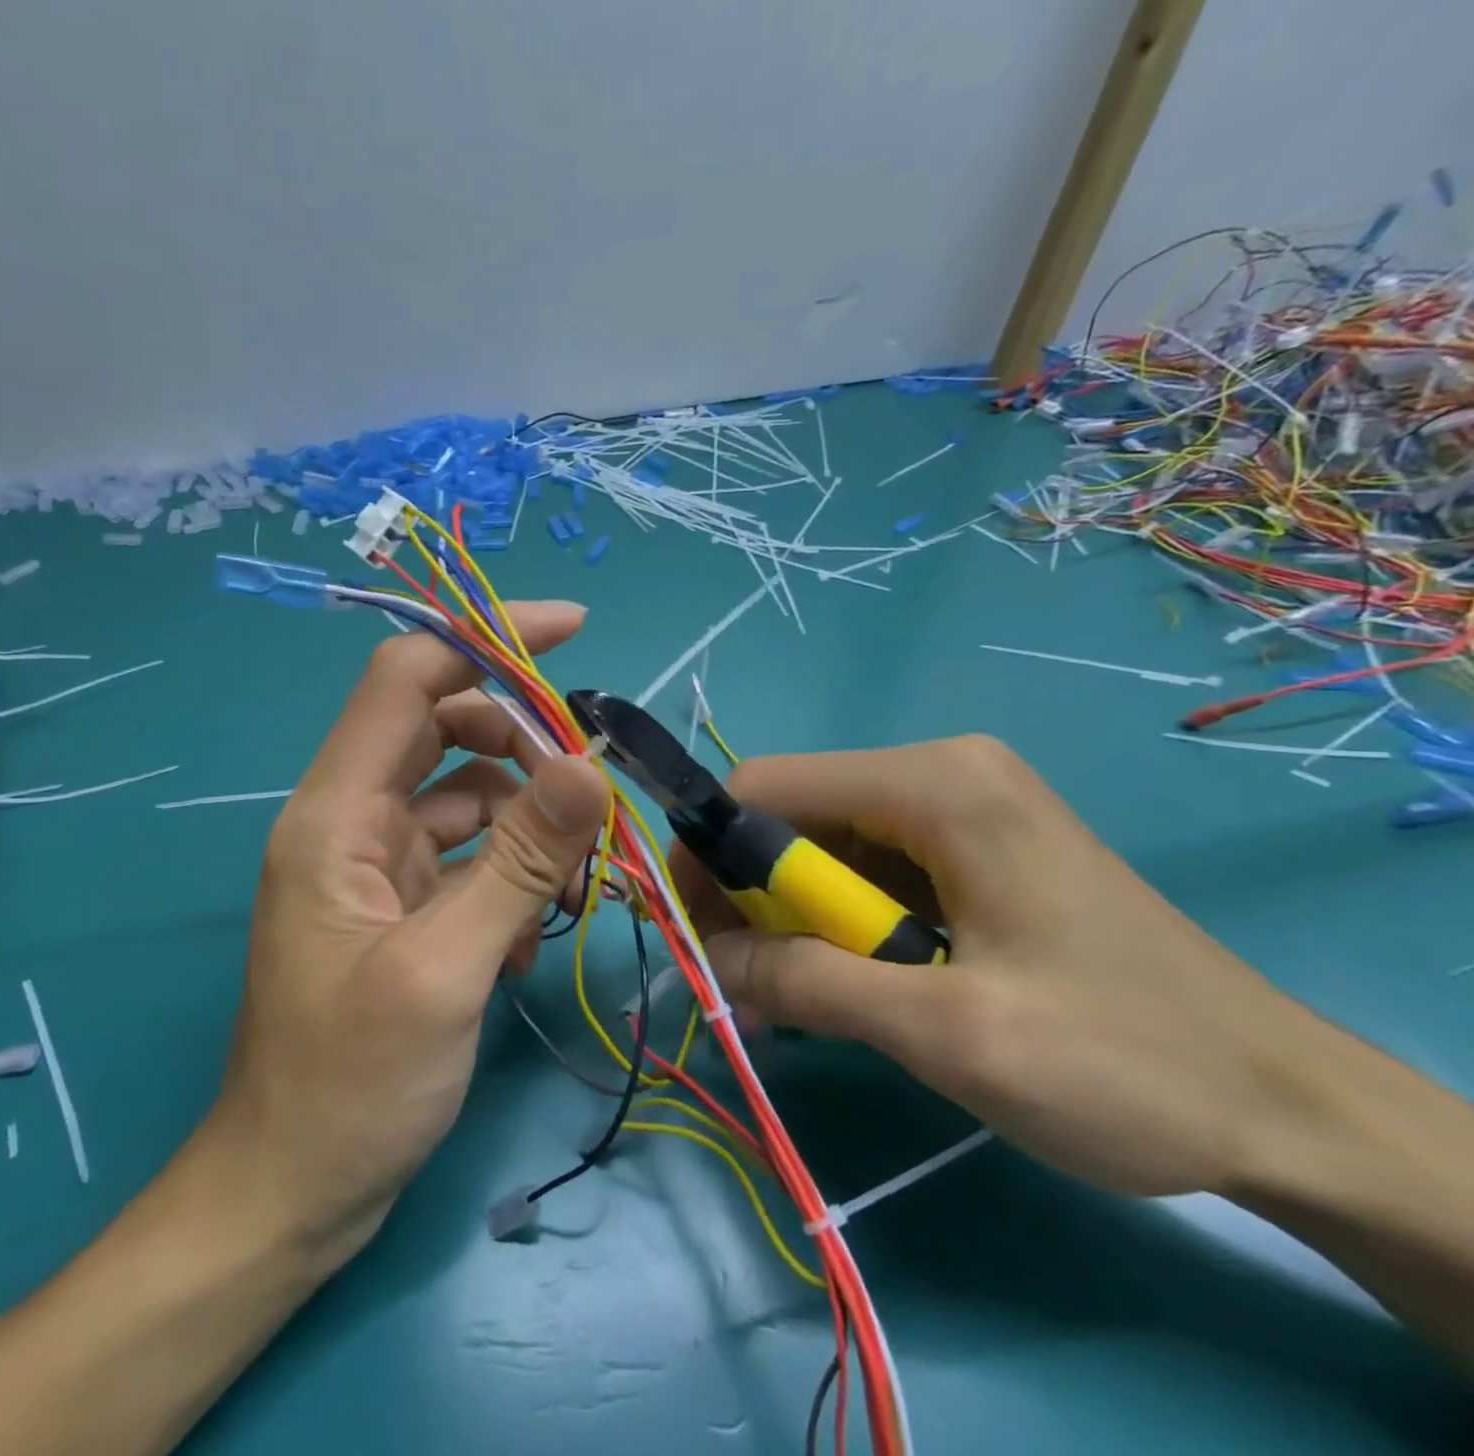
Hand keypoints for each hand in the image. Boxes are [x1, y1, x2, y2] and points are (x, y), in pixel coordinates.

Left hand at [206, 602, 610, 1259]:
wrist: (295, 1188)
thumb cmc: (351, 1085)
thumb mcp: (445, 969)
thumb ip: (518, 862)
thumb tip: (588, 765)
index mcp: (335, 813)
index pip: (407, 678)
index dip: (484, 639)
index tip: (572, 631)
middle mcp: (351, 820)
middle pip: (445, 728)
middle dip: (525, 742)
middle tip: (591, 788)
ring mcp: (376, 862)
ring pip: (468, 794)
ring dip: (528, 821)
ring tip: (573, 883)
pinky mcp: (400, 902)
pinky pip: (468, 853)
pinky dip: (510, 872)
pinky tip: (530, 935)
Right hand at [674, 735, 1343, 1198]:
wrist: (1289, 1111)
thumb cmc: (1124, 1063)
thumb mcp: (949, 1033)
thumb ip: (811, 984)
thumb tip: (710, 958)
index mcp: (934, 783)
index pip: (765, 786)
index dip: (711, 854)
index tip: (699, 934)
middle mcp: (939, 773)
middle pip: (792, 816)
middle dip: (754, 899)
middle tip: (750, 985)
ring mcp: (958, 808)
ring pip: (823, 849)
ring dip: (795, 923)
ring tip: (800, 1002)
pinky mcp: (970, 849)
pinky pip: (867, 873)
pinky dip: (839, 929)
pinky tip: (854, 989)